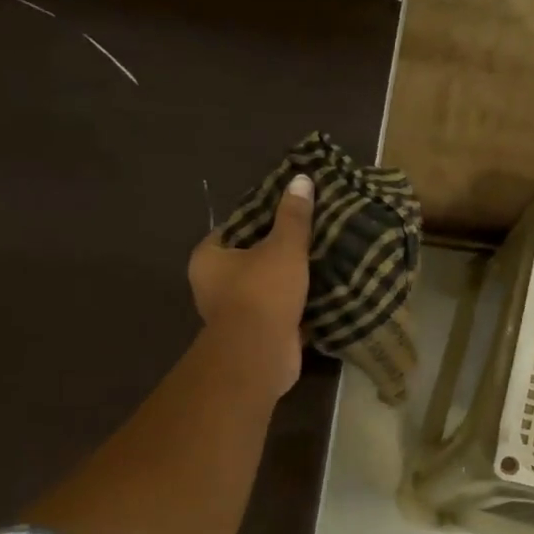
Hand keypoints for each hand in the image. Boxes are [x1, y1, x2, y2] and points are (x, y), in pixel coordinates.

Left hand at [187, 173, 312, 397]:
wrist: (261, 354)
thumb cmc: (263, 292)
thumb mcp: (283, 247)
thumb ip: (294, 216)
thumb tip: (302, 179)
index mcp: (209, 257)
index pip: (236, 227)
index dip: (263, 218)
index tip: (292, 211)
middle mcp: (214, 285)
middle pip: (252, 258)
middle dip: (281, 251)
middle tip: (314, 234)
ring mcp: (235, 312)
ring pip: (268, 286)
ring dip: (292, 280)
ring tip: (324, 260)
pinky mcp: (257, 334)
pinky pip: (280, 311)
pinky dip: (298, 305)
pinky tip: (325, 292)